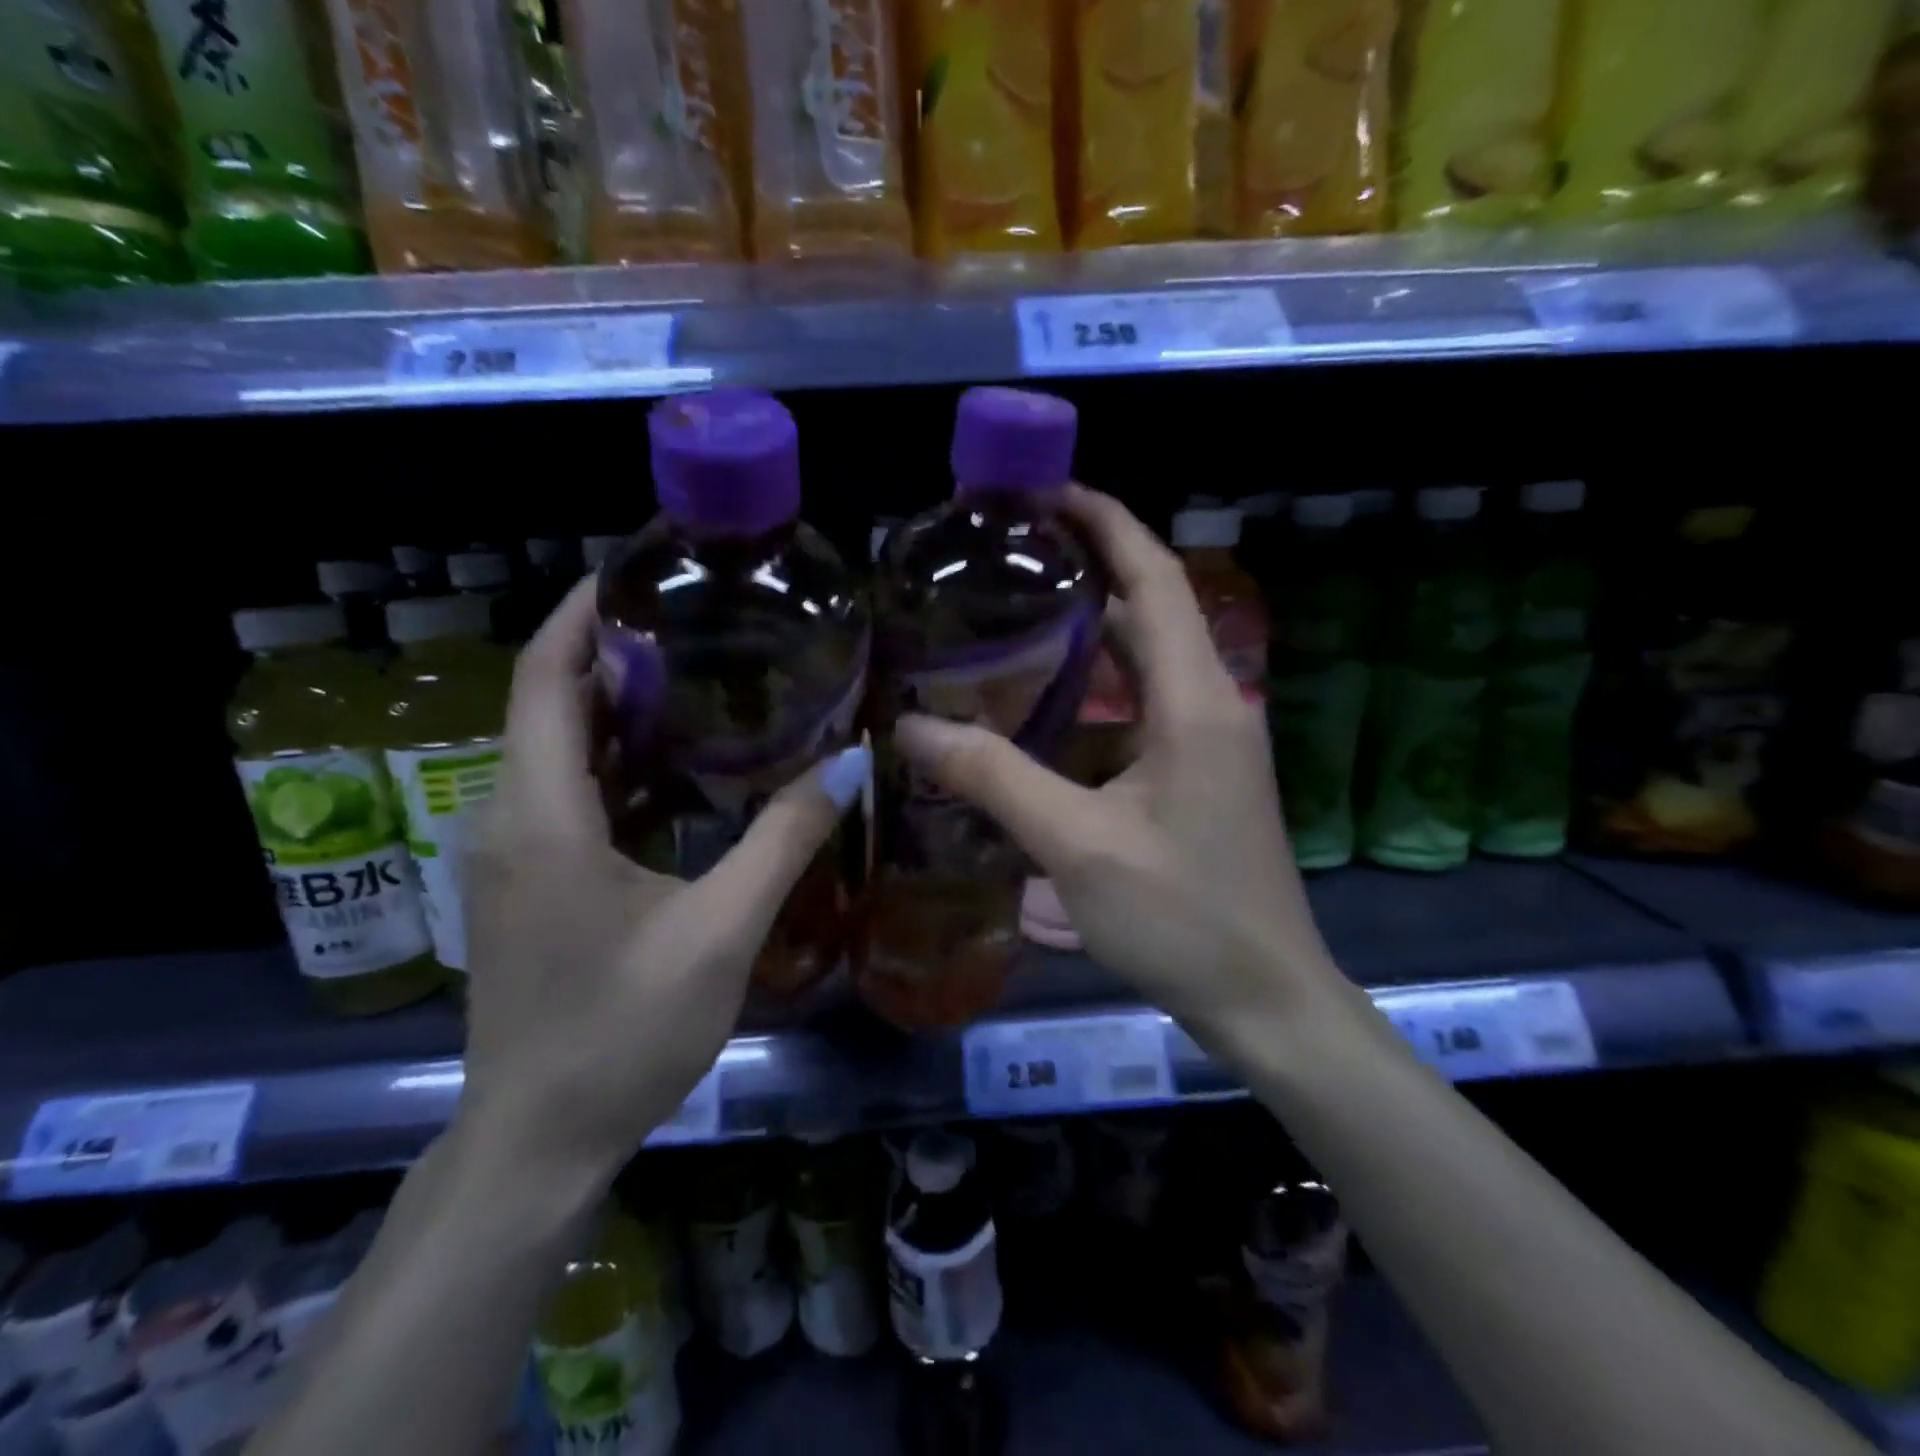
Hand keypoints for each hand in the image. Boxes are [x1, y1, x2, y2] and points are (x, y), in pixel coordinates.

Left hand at [459, 579, 867, 1179]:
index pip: (544, 677)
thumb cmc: (623, 1033)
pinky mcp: (527, 882)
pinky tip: (684, 765)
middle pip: (550, 701)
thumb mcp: (720, 931)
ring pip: (559, 748)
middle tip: (702, 620)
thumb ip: (785, 837)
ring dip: (620, 706)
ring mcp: (511, 852)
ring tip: (703, 674)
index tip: (640, 571)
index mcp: (542, 814)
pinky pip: (568, 792)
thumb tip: (853, 760)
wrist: (537, 1142)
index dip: (581, 613)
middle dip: (615, 650)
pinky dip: (619, 760)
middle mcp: (509, 817)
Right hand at [896, 487, 1343, 1040]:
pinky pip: (1145, 709)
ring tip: (1015, 619)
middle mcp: (1212, 704)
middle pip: (1150, 610)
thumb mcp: (1076, 844)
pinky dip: (1098, 693)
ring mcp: (1211, 743)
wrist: (1265, 1000)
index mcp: (1195, 700)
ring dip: (1091, 634)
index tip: (1046, 491)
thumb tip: (910, 728)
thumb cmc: (1181, 917)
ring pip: (1146, 664)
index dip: (1106, 522)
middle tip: (1009, 558)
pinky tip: (1046, 710)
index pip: (1155, 579)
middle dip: (1088, 570)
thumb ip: (993, 779)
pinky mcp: (1201, 776)